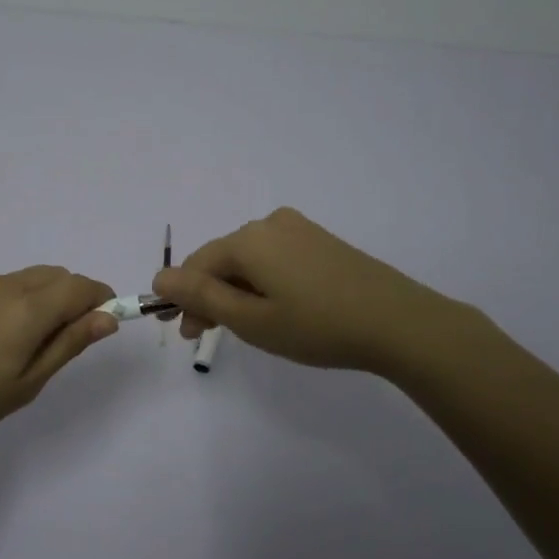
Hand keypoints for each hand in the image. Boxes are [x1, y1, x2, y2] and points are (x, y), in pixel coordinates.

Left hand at [0, 266, 117, 461]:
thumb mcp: (26, 383)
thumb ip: (69, 344)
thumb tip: (108, 318)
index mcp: (26, 308)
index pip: (81, 286)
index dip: (102, 300)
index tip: (105, 326)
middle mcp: (4, 286)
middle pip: (58, 276)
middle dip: (76, 298)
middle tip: (67, 344)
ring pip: (32, 279)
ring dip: (49, 298)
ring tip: (32, 346)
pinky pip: (7, 286)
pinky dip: (23, 300)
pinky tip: (3, 340)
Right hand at [152, 208, 453, 374]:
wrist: (399, 322)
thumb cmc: (317, 326)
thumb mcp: (251, 319)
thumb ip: (201, 297)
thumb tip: (159, 278)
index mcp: (247, 239)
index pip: (196, 265)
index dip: (184, 299)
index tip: (189, 335)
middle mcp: (269, 223)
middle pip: (222, 259)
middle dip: (210, 296)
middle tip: (213, 335)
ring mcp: (299, 229)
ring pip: (249, 259)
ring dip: (237, 291)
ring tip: (249, 327)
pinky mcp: (320, 240)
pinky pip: (275, 257)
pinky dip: (263, 282)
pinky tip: (278, 308)